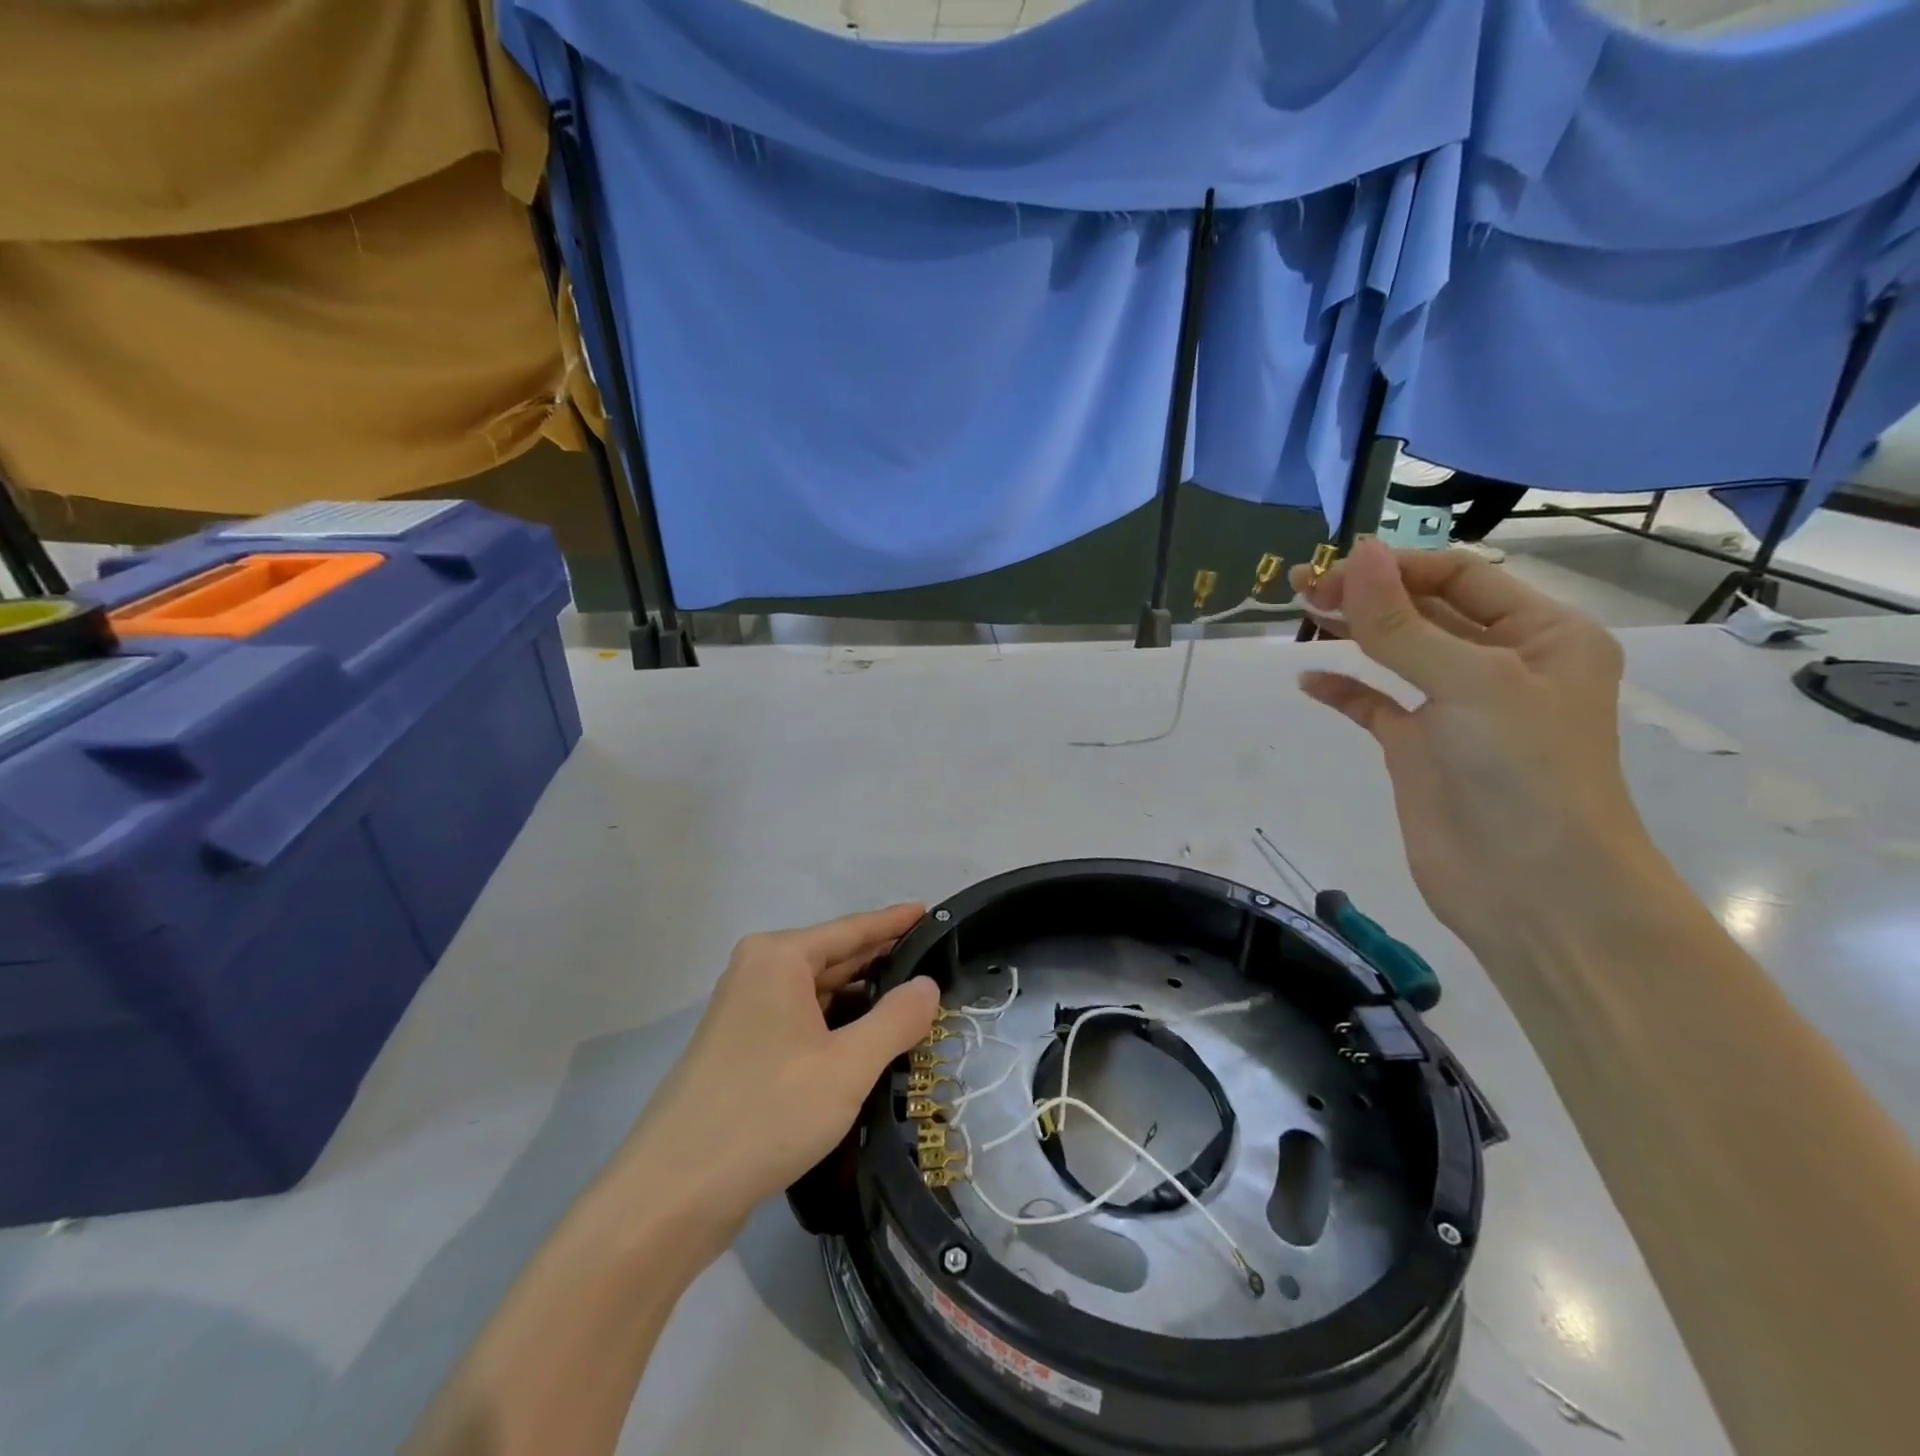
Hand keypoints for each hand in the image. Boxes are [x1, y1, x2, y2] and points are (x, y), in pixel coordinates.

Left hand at [611, 905, 939, 1243]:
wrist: (672, 1194)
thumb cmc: (766, 1112)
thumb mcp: (848, 1066)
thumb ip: (896, 1019)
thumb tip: (928, 985)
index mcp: (779, 958)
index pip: (852, 929)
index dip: (895, 922)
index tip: (931, 912)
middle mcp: (758, 971)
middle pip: (833, 957)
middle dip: (882, 962)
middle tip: (935, 965)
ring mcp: (745, 1011)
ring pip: (818, 992)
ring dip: (861, 999)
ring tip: (913, 1004)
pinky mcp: (741, 1048)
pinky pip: (801, 1020)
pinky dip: (836, 1024)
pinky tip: (867, 1041)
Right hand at [1289, 539, 1654, 957]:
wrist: (1532, 888)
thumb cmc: (1522, 770)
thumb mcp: (1467, 682)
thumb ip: (1401, 623)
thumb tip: (1358, 554)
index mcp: (1542, 635)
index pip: (1462, 578)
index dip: (1399, 568)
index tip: (1337, 569)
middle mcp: (1502, 664)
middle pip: (1426, 610)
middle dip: (1369, 593)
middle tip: (1306, 584)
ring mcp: (1456, 709)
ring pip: (1397, 653)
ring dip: (1353, 631)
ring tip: (1302, 611)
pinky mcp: (1419, 749)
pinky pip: (1376, 705)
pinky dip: (1344, 689)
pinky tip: (1309, 680)